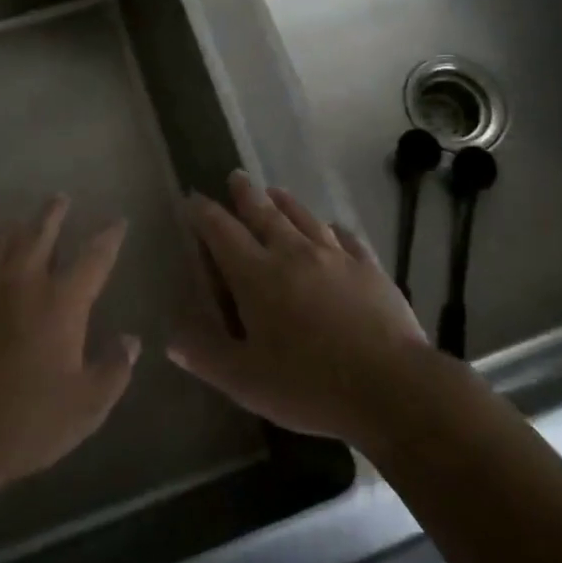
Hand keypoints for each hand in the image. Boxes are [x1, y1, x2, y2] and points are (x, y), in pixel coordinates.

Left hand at [0, 195, 138, 498]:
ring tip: (21, 220)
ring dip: (16, 227)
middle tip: (60, 198)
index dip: (109, 236)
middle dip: (54, 213)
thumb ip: (114, 370)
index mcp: (62, 302)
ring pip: (1, 242)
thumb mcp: (85, 408)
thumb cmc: (23, 423)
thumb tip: (131, 340)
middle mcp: (23, 281)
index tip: (118, 220)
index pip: (94, 257)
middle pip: (41, 233)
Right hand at [169, 171, 429, 445]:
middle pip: (264, 213)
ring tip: (275, 192)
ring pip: (304, 218)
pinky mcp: (369, 268)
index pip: (222, 232)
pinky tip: (333, 228)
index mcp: (257, 276)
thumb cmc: (309, 385)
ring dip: (286, 202)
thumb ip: (206, 356)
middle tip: (237, 176)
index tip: (193, 199)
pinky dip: (333, 228)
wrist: (390, 386)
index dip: (204, 214)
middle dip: (246, 194)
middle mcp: (292, 253)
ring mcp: (334, 257)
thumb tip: (171, 337)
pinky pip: (346, 238)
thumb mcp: (246, 381)